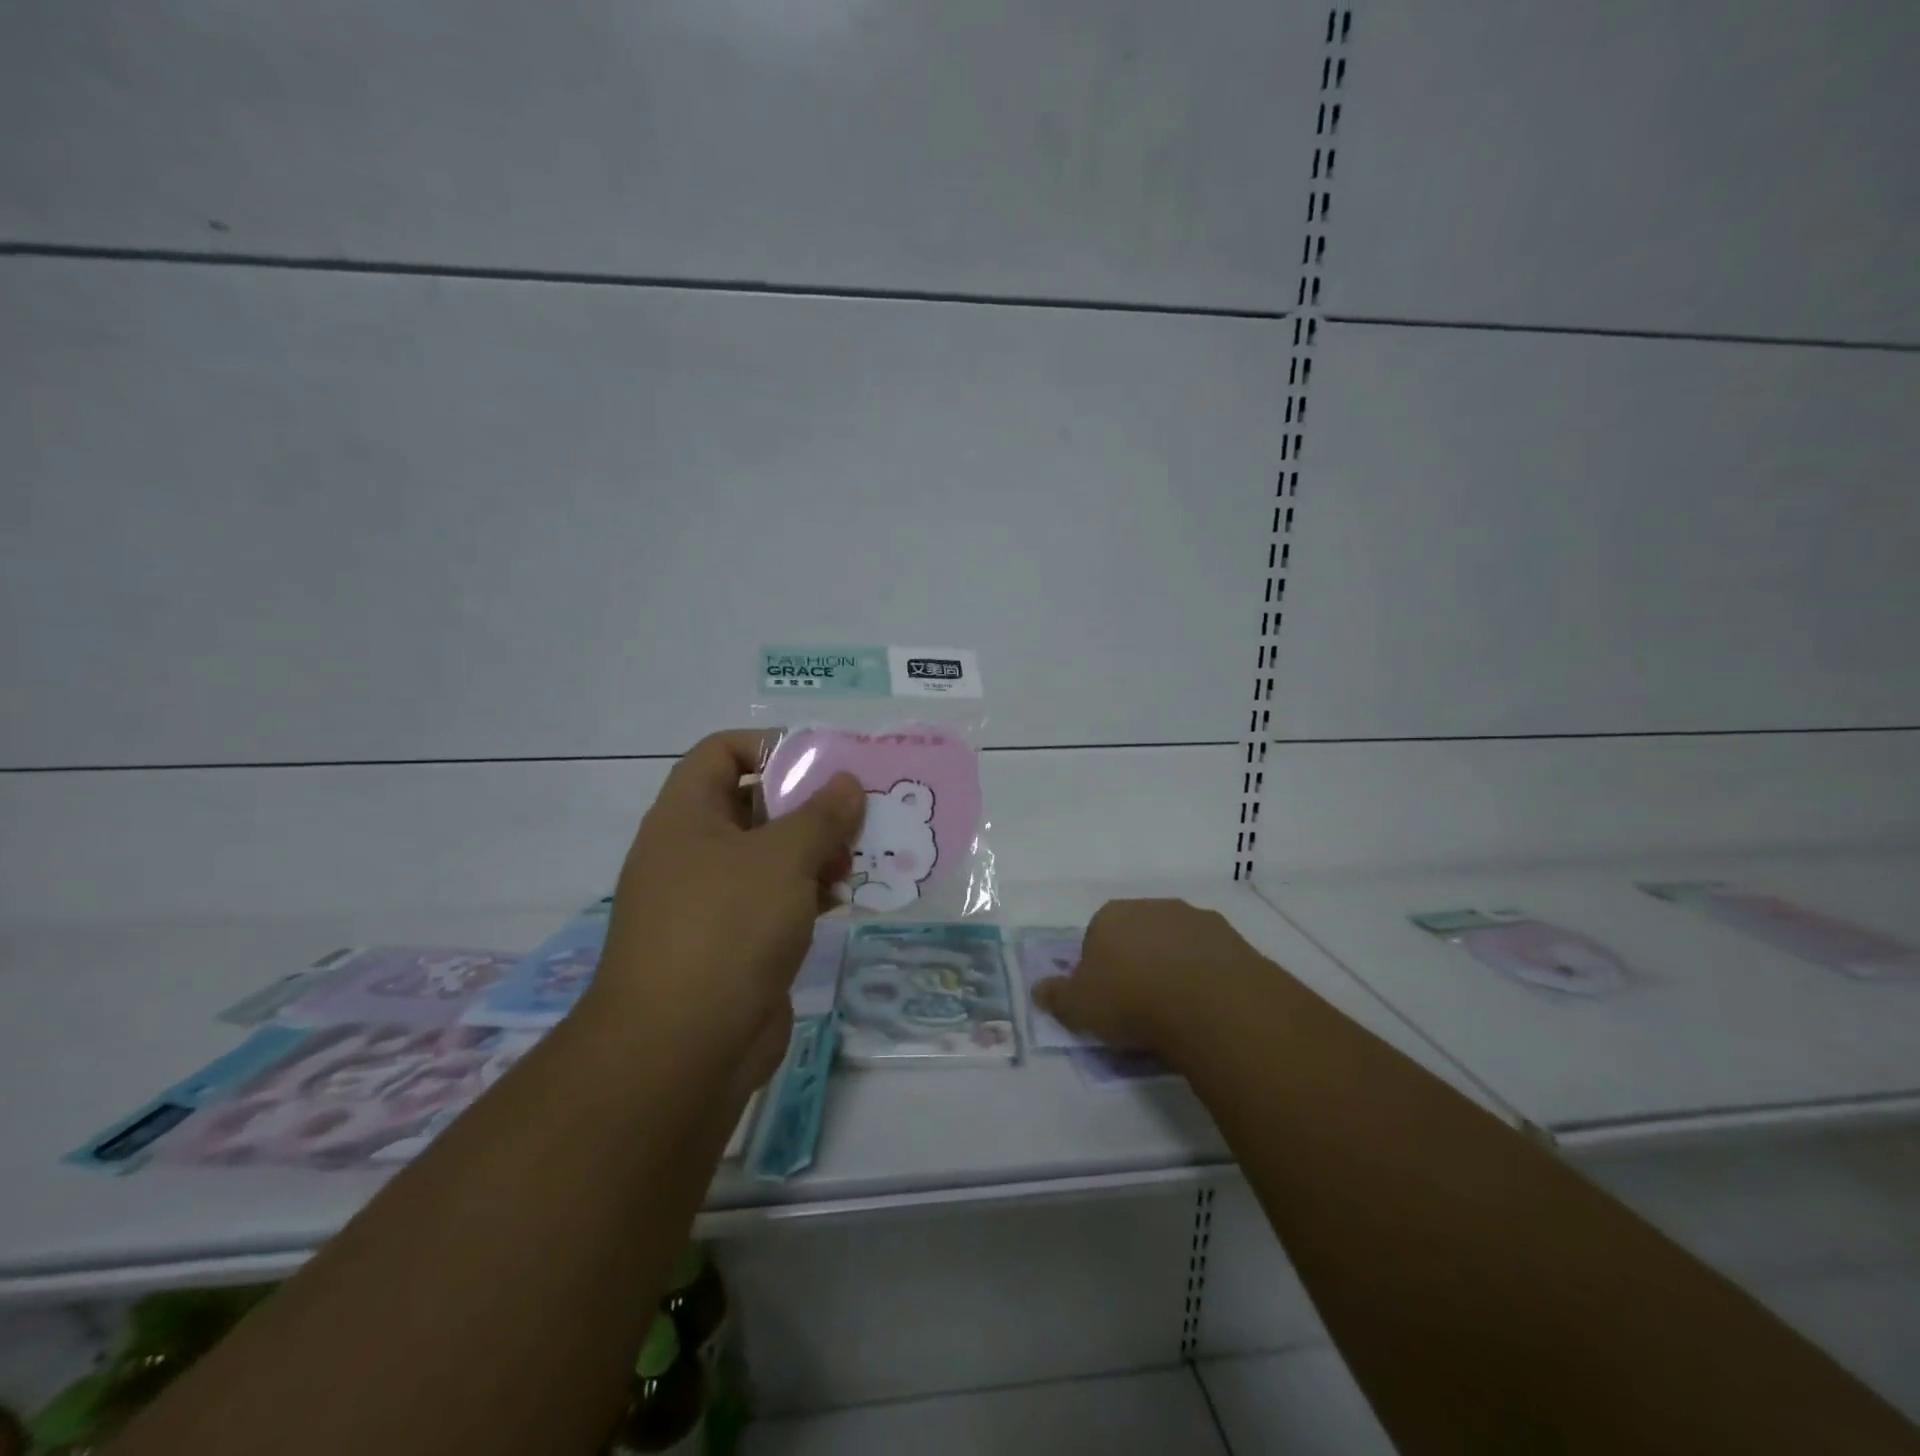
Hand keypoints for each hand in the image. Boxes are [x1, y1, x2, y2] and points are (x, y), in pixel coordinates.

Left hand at [582, 730, 864, 1096]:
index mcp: (686, 816)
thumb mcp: (782, 858)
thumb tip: (847, 782)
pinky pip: (778, 900)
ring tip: (864, 852)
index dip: (771, 745)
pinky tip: (848, 897)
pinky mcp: (735, 943)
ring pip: (771, 856)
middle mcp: (694, 852)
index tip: (824, 760)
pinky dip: (811, 892)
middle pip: (755, 804)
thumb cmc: (726, 928)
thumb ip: (821, 814)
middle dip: (809, 802)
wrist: (681, 1050)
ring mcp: (713, 901)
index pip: (722, 752)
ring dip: (817, 850)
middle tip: (861, 807)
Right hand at [1033, 899, 1264, 1067]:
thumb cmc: (1131, 999)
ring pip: (1177, 945)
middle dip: (1138, 964)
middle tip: (1141, 1007)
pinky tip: (1207, 1009)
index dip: (1099, 969)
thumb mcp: (1079, 1007)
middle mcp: (1153, 907)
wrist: (1209, 1003)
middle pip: (1138, 936)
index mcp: (1111, 915)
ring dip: (1175, 969)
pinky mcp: (1233, 939)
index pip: (1096, 937)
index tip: (1106, 1001)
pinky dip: (1207, 979)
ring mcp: (1196, 919)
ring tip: (1178, 1013)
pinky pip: (1211, 960)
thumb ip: (1056, 996)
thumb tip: (1038, 989)